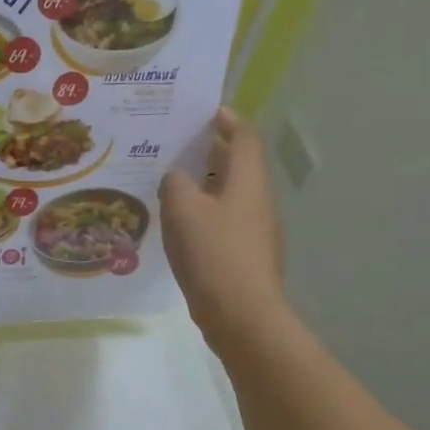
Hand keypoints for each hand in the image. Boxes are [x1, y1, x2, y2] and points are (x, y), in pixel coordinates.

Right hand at [160, 108, 288, 352]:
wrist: (242, 316)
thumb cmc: (213, 254)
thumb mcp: (182, 209)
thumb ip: (175, 182)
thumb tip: (177, 177)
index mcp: (248, 180)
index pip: (245, 136)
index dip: (227, 120)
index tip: (203, 113)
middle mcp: (259, 200)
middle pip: (239, 165)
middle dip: (210, 152)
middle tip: (175, 148)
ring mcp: (258, 231)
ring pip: (231, 195)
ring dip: (205, 185)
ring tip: (170, 186)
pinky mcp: (248, 256)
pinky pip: (227, 222)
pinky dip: (206, 214)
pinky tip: (180, 227)